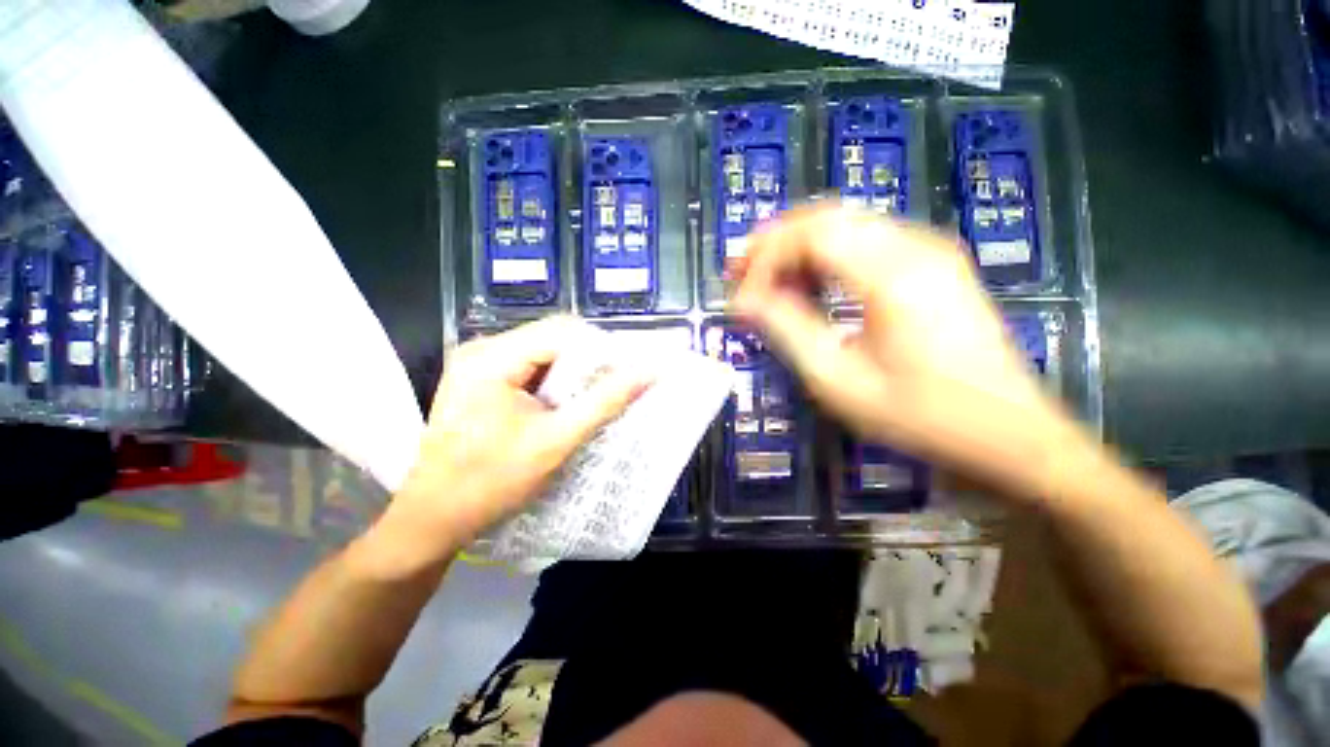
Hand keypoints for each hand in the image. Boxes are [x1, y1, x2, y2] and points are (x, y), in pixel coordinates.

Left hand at [387, 316, 651, 553]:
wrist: (434, 518)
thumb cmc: (492, 482)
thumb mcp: (557, 441)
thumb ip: (605, 402)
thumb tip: (647, 372)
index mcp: (492, 358)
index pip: (563, 331)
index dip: (601, 349)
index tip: (626, 375)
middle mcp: (482, 349)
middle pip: (553, 338)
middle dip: (587, 363)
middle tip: (611, 392)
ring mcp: (479, 363)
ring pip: (544, 352)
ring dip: (572, 374)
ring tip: (589, 401)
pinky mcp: (481, 379)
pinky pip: (530, 367)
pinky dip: (554, 382)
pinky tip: (562, 406)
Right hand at [731, 204, 1075, 498]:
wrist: (1010, 433)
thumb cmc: (920, 416)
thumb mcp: (838, 380)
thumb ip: (787, 330)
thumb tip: (744, 301)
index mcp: (893, 273)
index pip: (811, 235)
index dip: (765, 259)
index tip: (740, 297)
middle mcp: (914, 244)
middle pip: (827, 217)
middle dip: (774, 242)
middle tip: (737, 273)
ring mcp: (929, 249)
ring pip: (845, 224)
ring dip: (797, 246)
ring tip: (764, 280)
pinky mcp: (934, 263)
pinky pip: (866, 241)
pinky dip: (826, 256)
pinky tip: (809, 284)